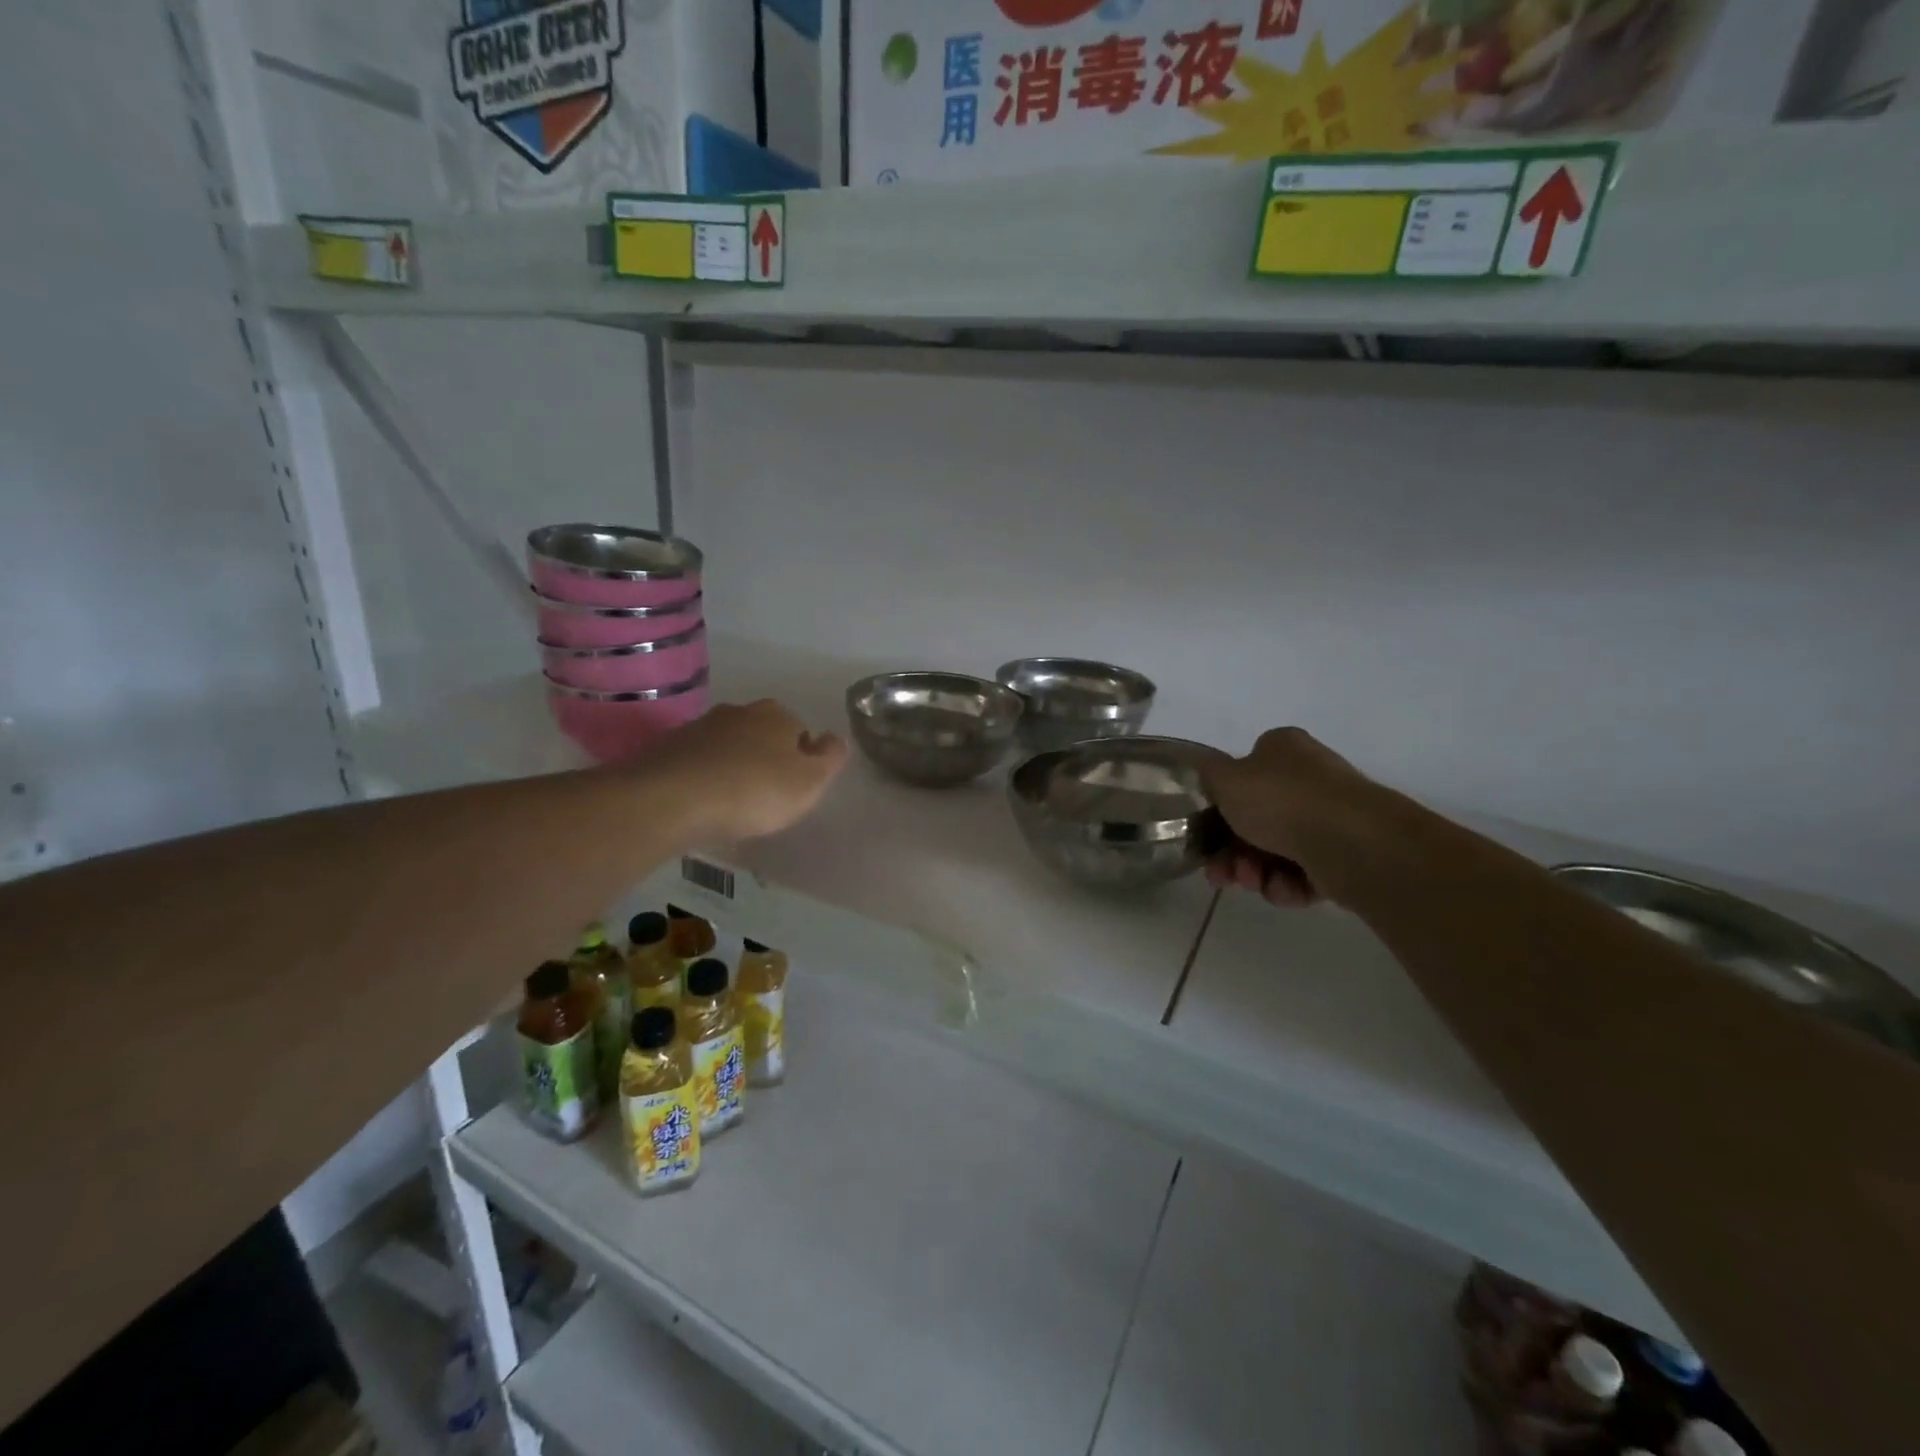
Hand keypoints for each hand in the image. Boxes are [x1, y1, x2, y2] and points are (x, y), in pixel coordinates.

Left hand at [641, 699, 848, 843]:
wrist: (672, 800)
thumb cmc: (754, 791)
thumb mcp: (810, 782)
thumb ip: (831, 758)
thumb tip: (836, 739)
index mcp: (777, 715)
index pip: (801, 732)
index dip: (802, 760)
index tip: (794, 789)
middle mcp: (739, 711)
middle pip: (762, 735)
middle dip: (766, 759)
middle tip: (764, 796)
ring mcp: (700, 726)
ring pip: (728, 746)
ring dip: (733, 766)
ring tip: (731, 802)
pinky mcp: (668, 747)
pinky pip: (697, 761)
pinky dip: (703, 776)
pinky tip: (702, 802)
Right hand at [1200, 727, 1377, 907]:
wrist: (1351, 843)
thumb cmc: (1281, 801)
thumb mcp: (1224, 779)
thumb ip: (1205, 774)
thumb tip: (1201, 771)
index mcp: (1283, 750)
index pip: (1242, 773)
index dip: (1219, 805)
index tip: (1204, 833)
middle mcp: (1309, 777)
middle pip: (1255, 818)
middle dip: (1232, 850)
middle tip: (1221, 873)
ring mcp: (1331, 816)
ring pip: (1276, 848)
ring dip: (1255, 870)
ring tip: (1253, 883)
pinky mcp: (1346, 854)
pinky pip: (1304, 872)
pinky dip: (1288, 884)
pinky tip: (1285, 889)